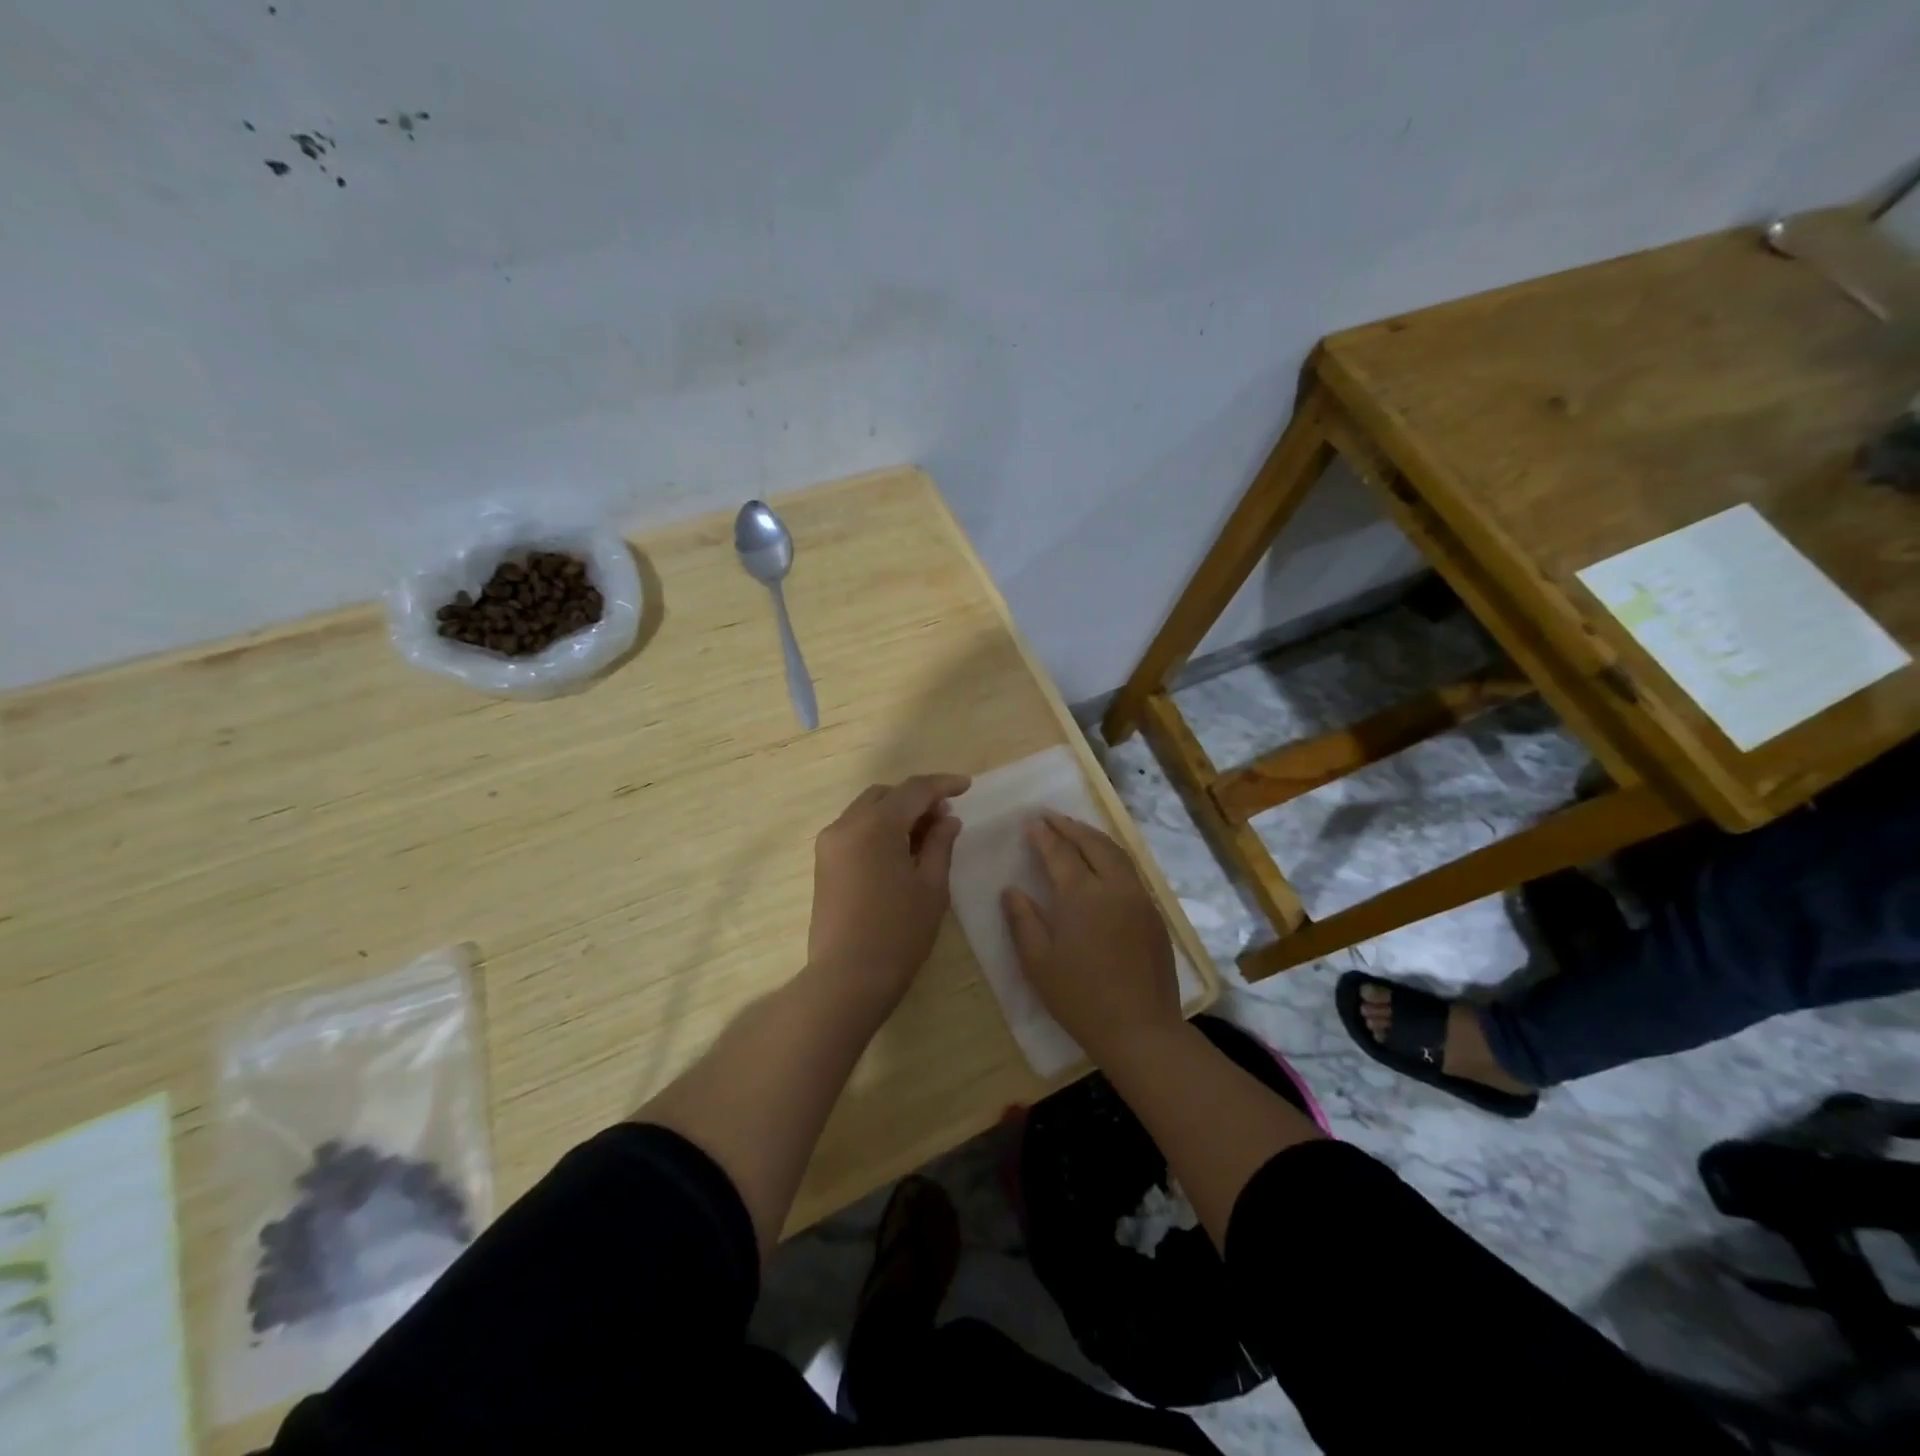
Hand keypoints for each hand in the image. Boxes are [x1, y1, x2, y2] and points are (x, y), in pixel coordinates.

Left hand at [808, 773, 971, 1010]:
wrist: (846, 978)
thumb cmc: (898, 932)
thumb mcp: (931, 887)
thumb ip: (940, 844)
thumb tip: (947, 819)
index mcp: (875, 825)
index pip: (914, 790)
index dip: (943, 784)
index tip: (967, 786)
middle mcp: (846, 824)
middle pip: (886, 795)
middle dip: (917, 798)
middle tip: (944, 817)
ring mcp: (830, 844)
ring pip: (867, 810)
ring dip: (896, 813)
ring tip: (925, 836)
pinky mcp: (823, 863)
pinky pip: (855, 830)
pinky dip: (879, 829)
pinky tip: (900, 852)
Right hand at [1003, 812, 1180, 1058]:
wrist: (1139, 1028)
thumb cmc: (1079, 997)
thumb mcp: (1037, 962)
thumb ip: (1022, 920)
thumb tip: (1011, 890)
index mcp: (1082, 895)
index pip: (1060, 853)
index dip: (1044, 836)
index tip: (1031, 822)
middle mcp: (1114, 886)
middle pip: (1092, 843)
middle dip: (1070, 826)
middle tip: (1050, 816)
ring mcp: (1138, 898)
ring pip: (1117, 853)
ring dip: (1093, 836)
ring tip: (1075, 829)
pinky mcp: (1153, 913)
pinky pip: (1130, 870)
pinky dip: (1112, 854)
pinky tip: (1102, 861)